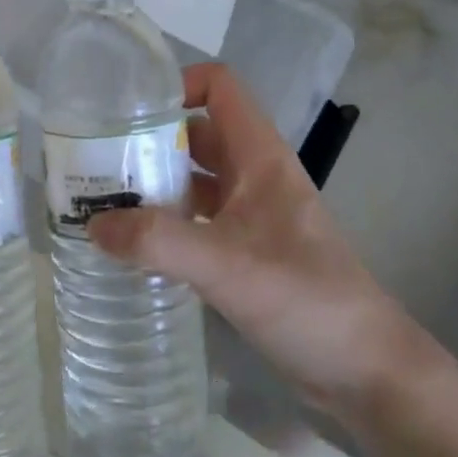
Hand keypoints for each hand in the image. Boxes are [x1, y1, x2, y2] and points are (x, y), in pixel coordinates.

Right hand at [87, 63, 431, 428]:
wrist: (366, 371)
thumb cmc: (305, 299)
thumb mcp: (225, 265)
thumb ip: (157, 242)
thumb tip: (92, 225)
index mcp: (259, 156)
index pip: (219, 87)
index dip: (176, 85)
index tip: (127, 113)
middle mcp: (254, 175)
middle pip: (195, 133)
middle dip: (148, 140)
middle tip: (97, 161)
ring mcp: (251, 214)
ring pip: (193, 178)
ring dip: (153, 183)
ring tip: (102, 200)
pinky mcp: (246, 250)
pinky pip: (196, 219)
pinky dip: (165, 222)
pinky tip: (133, 243)